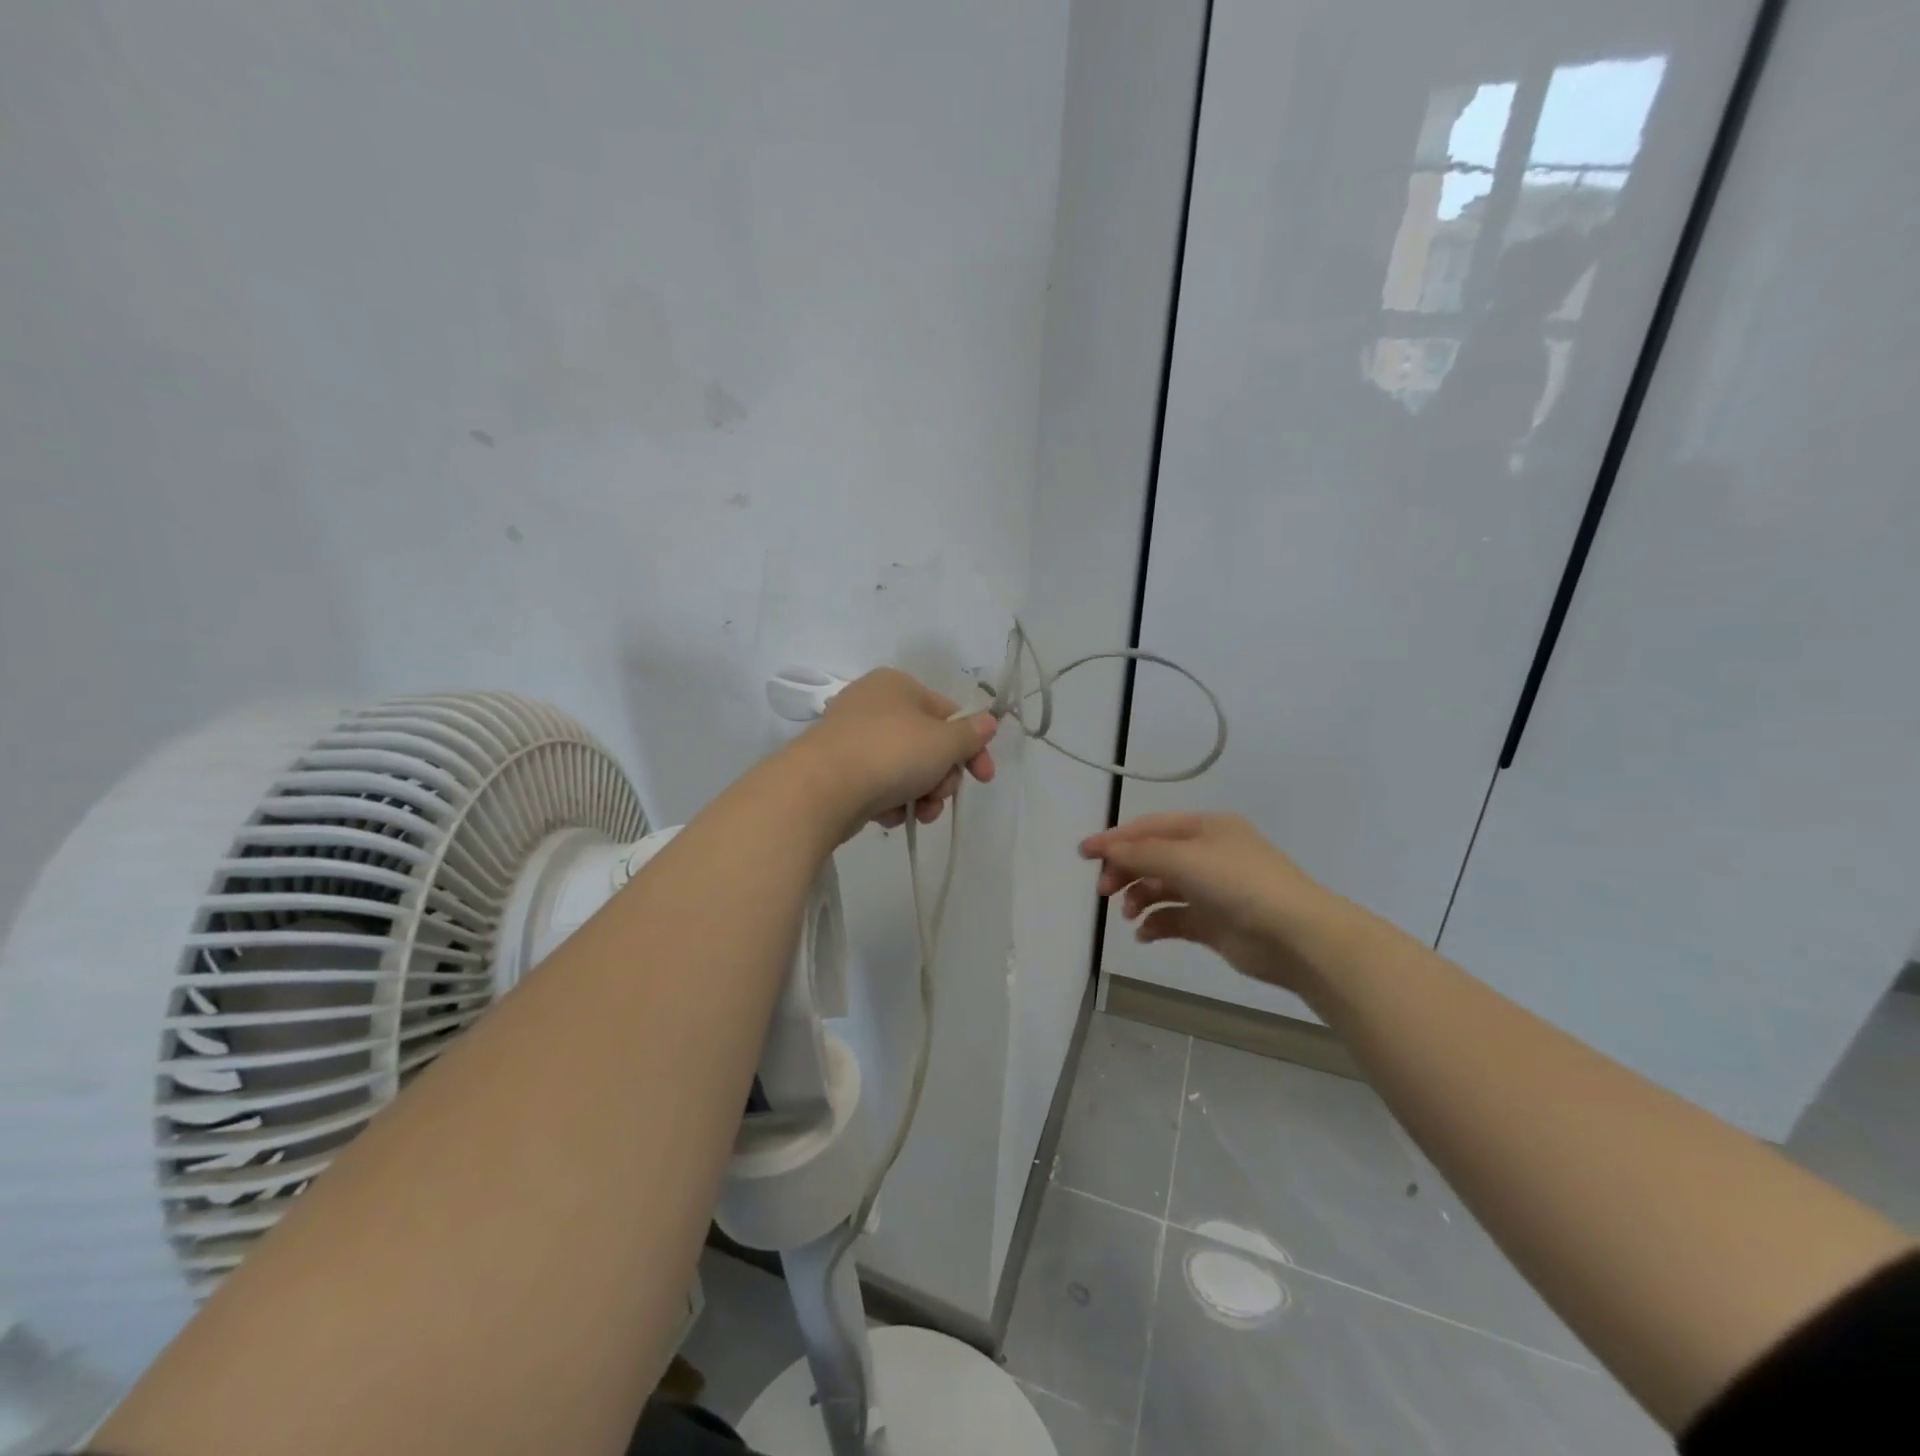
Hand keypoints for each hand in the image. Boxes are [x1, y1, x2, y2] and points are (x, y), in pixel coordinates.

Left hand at [796, 668, 997, 837]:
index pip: (949, 714)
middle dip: (942, 778)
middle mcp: (873, 705)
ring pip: (905, 769)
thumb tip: (987, 722)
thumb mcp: (943, 742)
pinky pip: (878, 785)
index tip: (984, 778)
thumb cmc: (891, 753)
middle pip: (927, 744)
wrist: (821, 789)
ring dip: (921, 795)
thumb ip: (970, 735)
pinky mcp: (838, 770)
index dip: (972, 748)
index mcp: (898, 685)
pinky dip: (889, 802)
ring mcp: (852, 738)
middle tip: (939, 796)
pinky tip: (886, 815)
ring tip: (917, 813)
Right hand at [1079, 813, 1330, 993]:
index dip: (1114, 839)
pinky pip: (1174, 918)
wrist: (1295, 935)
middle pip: (1152, 857)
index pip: (1149, 828)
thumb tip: (1107, 849)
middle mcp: (1207, 854)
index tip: (1082, 853)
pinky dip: (1156, 924)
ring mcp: (1211, 889)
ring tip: (1128, 914)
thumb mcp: (1185, 858)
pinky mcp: (1214, 923)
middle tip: (1103, 891)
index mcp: (1205, 828)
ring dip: (1139, 898)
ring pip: (1161, 888)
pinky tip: (1144, 934)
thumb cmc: (1238, 883)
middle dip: (1125, 870)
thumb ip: (1141, 853)